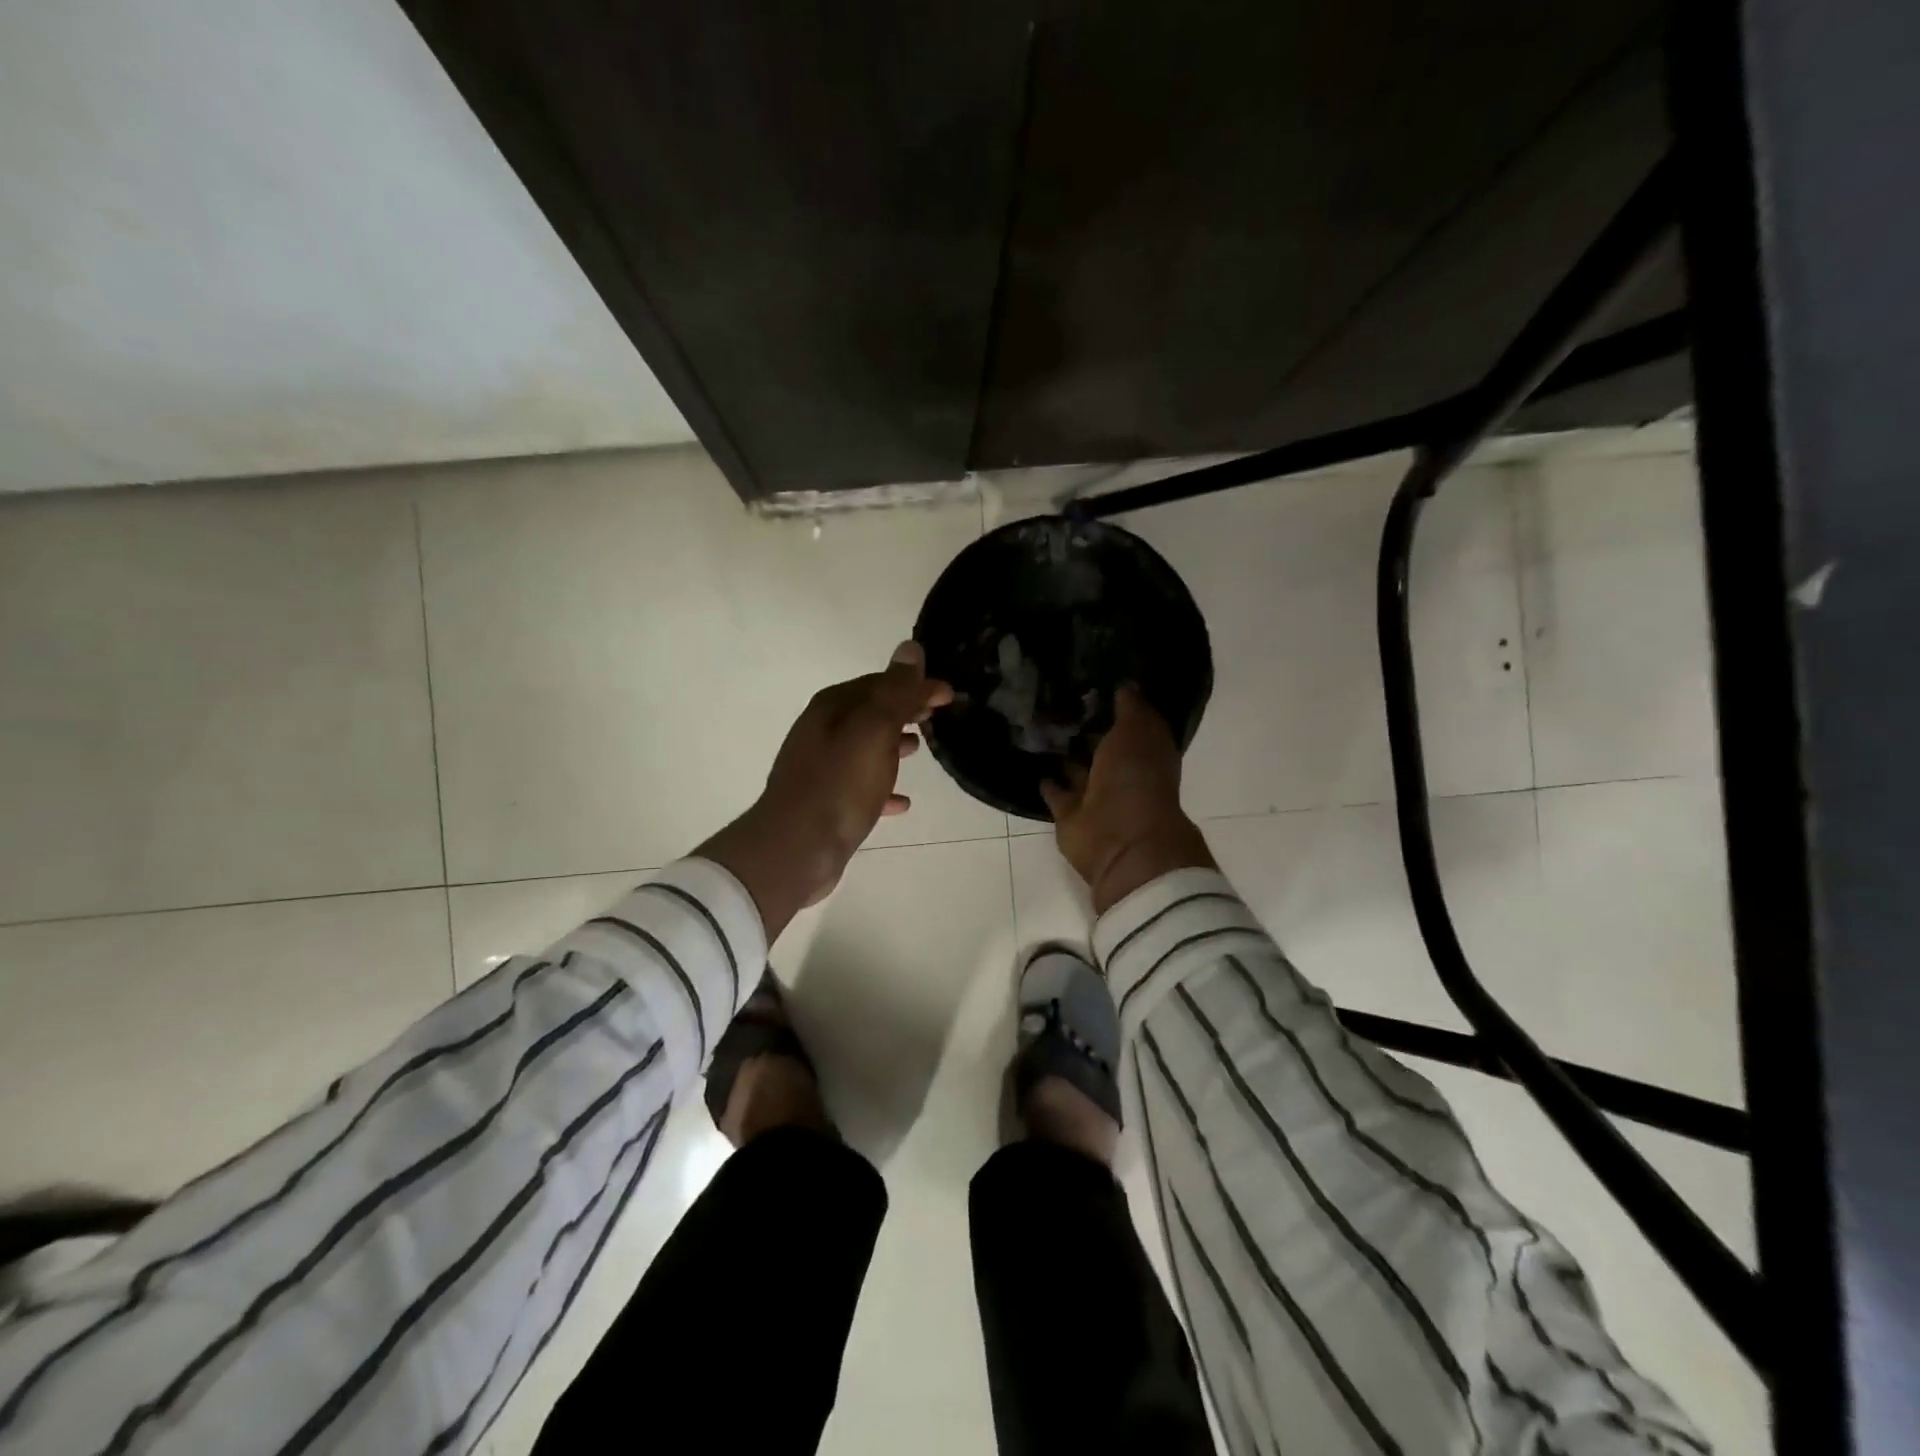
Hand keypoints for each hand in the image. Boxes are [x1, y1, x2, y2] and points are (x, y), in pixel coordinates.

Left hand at [699, 642, 952, 938]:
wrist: (796, 849)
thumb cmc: (839, 784)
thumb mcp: (874, 731)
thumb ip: (895, 691)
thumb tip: (911, 648)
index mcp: (832, 708)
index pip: (880, 682)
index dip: (914, 684)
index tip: (948, 693)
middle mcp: (821, 731)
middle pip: (870, 712)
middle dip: (903, 710)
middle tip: (938, 716)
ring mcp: (821, 768)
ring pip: (865, 747)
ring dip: (893, 744)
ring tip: (922, 749)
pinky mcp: (825, 803)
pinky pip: (861, 787)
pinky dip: (882, 787)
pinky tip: (903, 802)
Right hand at [1041, 687, 1214, 915]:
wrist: (1120, 838)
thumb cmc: (1136, 777)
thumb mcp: (1137, 730)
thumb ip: (1130, 707)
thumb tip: (1124, 685)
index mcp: (1145, 753)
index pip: (1130, 724)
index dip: (1115, 705)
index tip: (1091, 681)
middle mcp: (1122, 774)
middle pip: (1102, 747)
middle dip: (1085, 728)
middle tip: (1057, 699)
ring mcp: (1096, 797)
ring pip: (1078, 769)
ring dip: (1065, 755)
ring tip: (1039, 726)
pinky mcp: (1071, 815)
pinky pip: (1057, 794)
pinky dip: (1049, 783)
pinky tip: (1035, 763)